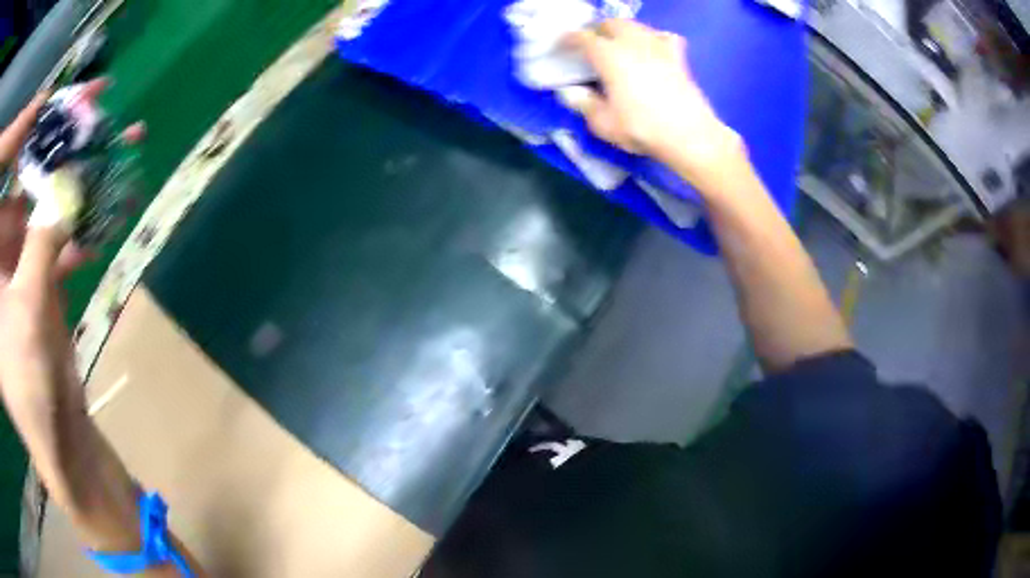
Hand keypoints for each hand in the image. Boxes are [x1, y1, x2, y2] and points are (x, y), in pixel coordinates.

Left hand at [0, 79, 141, 415]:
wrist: (59, 443)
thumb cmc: (31, 394)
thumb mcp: (29, 313)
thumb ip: (42, 240)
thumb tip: (66, 178)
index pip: (5, 182)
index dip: (18, 137)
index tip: (43, 105)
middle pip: (17, 180)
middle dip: (47, 143)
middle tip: (87, 107)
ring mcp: (12, 260)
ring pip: (36, 201)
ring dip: (71, 176)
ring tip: (111, 145)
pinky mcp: (30, 272)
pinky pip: (50, 232)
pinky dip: (75, 220)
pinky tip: (105, 208)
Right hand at [562, 20, 744, 189]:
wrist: (690, 136)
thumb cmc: (643, 129)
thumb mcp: (604, 124)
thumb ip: (584, 104)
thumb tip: (572, 92)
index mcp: (609, 56)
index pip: (583, 37)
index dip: (569, 39)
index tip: (562, 44)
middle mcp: (633, 43)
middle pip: (611, 24)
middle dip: (598, 30)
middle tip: (591, 44)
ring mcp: (658, 47)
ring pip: (636, 26)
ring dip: (623, 31)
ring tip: (618, 45)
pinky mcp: (678, 57)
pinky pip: (664, 36)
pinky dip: (654, 38)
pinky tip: (652, 48)